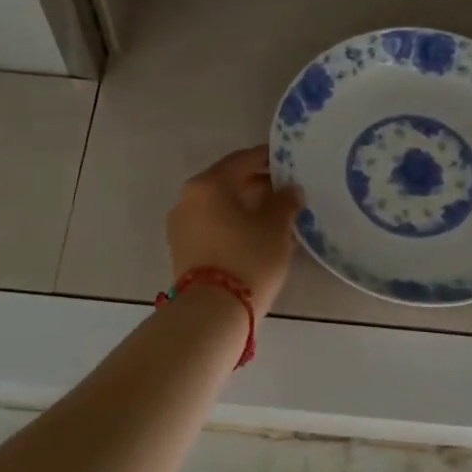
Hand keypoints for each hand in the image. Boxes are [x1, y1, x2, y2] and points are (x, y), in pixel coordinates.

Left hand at [166, 147, 304, 316]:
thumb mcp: (276, 228)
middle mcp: (188, 198)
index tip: (289, 163)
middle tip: (286, 191)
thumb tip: (290, 190)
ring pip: (219, 206)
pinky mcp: (182, 250)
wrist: (212, 312)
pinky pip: (212, 226)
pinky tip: (255, 236)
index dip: (268, 159)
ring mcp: (181, 225)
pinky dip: (232, 224)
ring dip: (245, 206)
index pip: (242, 160)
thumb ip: (285, 201)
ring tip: (275, 216)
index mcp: (208, 184)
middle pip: (227, 182)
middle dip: (257, 184)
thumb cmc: (248, 259)